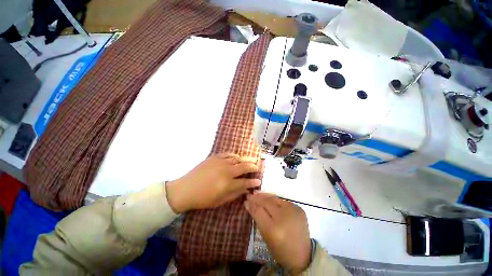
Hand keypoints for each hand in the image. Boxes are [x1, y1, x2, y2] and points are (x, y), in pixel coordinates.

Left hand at [166, 153, 260, 212]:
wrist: (185, 189)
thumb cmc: (203, 198)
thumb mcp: (220, 201)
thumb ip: (235, 194)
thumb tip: (247, 189)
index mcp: (228, 184)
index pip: (245, 182)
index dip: (253, 182)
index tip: (259, 181)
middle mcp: (226, 171)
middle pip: (244, 167)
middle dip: (253, 167)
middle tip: (258, 167)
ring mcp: (221, 162)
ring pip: (238, 158)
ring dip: (246, 159)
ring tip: (252, 160)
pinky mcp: (215, 157)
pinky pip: (228, 154)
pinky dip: (235, 155)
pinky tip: (238, 157)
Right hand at [244, 192, 310, 274]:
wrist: (303, 255)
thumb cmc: (281, 249)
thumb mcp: (266, 236)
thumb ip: (257, 218)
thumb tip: (248, 204)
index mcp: (274, 230)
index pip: (259, 211)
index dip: (251, 204)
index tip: (245, 200)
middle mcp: (284, 217)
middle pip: (267, 202)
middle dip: (257, 198)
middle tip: (250, 195)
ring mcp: (294, 211)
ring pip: (275, 198)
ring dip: (265, 196)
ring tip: (257, 193)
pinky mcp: (299, 209)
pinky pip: (283, 201)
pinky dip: (275, 199)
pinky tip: (269, 198)